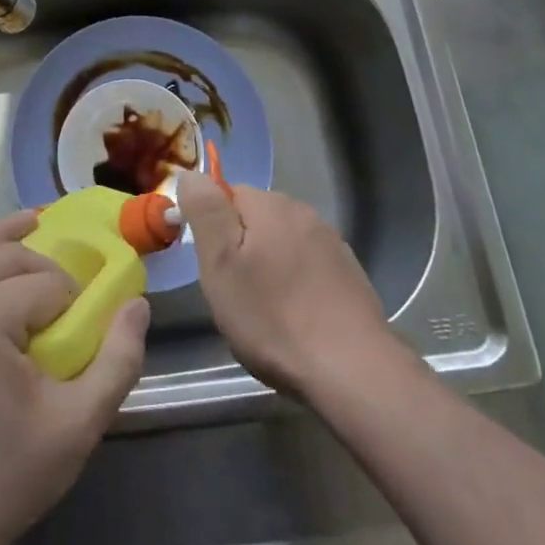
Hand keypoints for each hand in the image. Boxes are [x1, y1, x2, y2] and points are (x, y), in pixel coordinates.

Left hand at [0, 211, 148, 544]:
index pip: (41, 284)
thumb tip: (138, 304)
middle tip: (61, 294)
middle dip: (39, 265)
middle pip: (1, 255)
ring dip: (0, 242)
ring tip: (30, 225)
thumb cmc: (7, 475)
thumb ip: (118, 359)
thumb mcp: (78, 424)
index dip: (69, 300)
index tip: (78, 330)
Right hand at [178, 171, 391, 400]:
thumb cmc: (274, 316)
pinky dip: (297, 284)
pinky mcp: (350, 275)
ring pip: (283, 243)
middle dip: (241, 249)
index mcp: (270, 204)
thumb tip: (191, 173)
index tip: (210, 266)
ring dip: (269, 266)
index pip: (227, 194)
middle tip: (233, 293)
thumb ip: (205, 211)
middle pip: (256, 219)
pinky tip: (297, 319)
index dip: (211, 227)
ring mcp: (331, 243)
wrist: (352, 371)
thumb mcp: (221, 263)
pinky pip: (308, 267)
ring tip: (264, 312)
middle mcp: (303, 213)